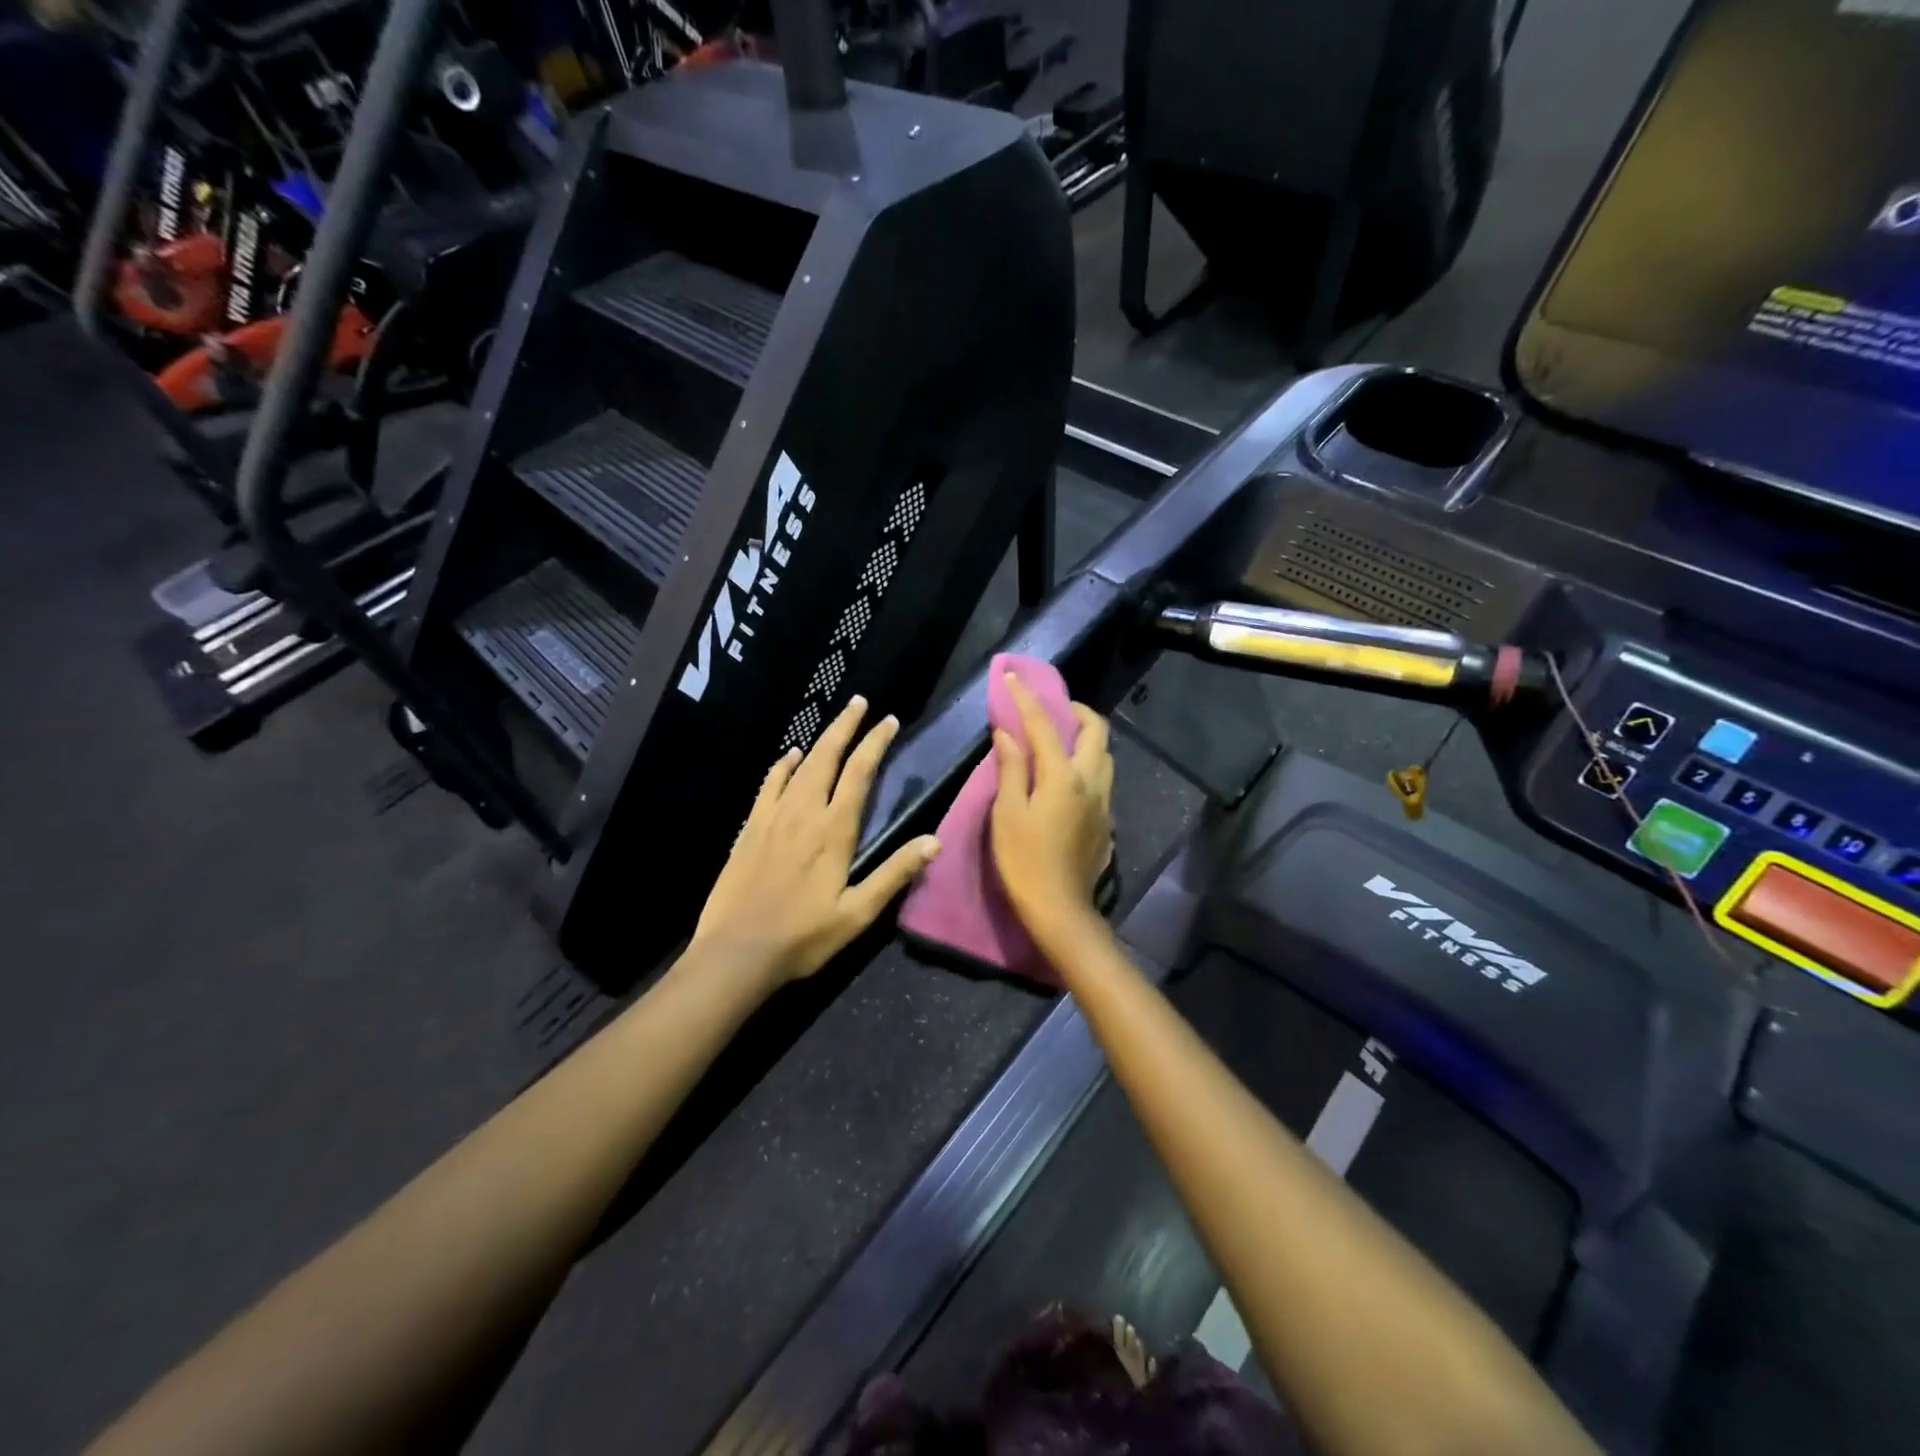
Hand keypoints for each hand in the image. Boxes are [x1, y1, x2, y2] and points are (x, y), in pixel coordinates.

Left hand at [692, 697, 940, 986]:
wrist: (737, 952)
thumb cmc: (803, 937)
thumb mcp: (858, 913)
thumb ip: (894, 873)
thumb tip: (934, 841)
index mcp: (834, 831)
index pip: (859, 773)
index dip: (875, 743)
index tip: (889, 721)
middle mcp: (804, 813)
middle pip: (827, 757)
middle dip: (846, 727)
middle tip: (860, 703)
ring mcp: (773, 817)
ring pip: (800, 766)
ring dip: (820, 740)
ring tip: (835, 722)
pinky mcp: (750, 828)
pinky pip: (769, 785)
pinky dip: (782, 766)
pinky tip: (790, 756)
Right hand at [990, 675, 1113, 940]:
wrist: (1060, 909)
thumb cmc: (1024, 861)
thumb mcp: (1007, 813)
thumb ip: (1011, 768)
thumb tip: (1008, 732)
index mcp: (1063, 776)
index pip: (1044, 725)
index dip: (1026, 698)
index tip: (1013, 678)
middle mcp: (1091, 782)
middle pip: (1096, 731)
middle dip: (1076, 710)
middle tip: (1052, 709)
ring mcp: (1104, 802)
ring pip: (1105, 755)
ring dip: (1086, 738)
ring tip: (1060, 742)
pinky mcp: (1107, 822)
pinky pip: (1102, 779)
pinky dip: (1087, 764)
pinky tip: (1067, 779)